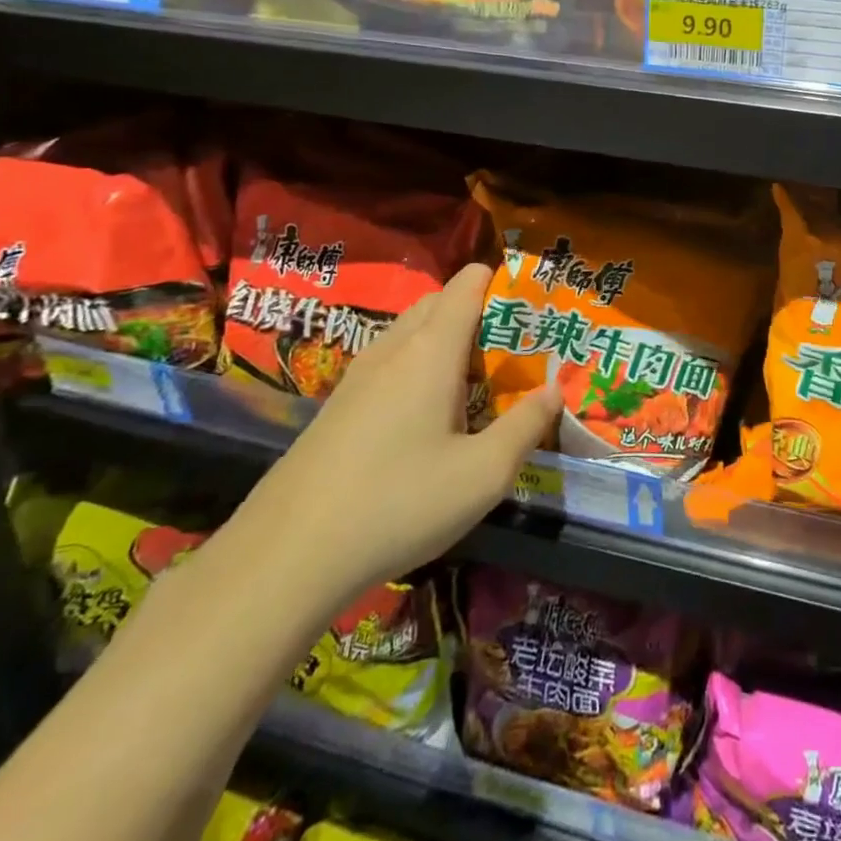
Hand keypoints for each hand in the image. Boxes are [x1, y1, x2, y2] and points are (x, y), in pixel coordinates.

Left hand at [233, 264, 559, 605]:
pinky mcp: (337, 407)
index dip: (503, 283)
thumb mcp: (484, 474)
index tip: (532, 312)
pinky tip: (426, 420)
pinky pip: (388, 363)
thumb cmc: (398, 503)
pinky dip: (417, 369)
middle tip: (510, 354)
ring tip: (474, 386)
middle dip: (478, 313)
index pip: (468, 283)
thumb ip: (528, 426)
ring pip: (410, 333)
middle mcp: (393, 348)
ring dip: (445, 341)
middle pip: (438, 301)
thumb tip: (556, 390)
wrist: (284, 557)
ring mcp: (358, 376)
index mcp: (431, 349)